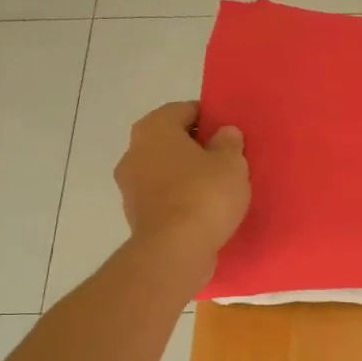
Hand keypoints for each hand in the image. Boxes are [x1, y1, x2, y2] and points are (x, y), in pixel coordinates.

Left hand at [115, 101, 249, 279]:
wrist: (175, 250)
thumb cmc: (204, 195)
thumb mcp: (231, 163)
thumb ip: (229, 143)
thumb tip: (224, 132)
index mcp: (154, 128)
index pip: (184, 110)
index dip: (209, 118)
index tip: (229, 133)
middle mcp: (134, 151)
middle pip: (170, 141)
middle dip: (195, 148)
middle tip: (225, 160)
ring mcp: (130, 186)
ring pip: (164, 170)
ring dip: (185, 175)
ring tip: (216, 189)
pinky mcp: (135, 215)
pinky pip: (162, 197)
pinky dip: (179, 199)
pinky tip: (202, 211)